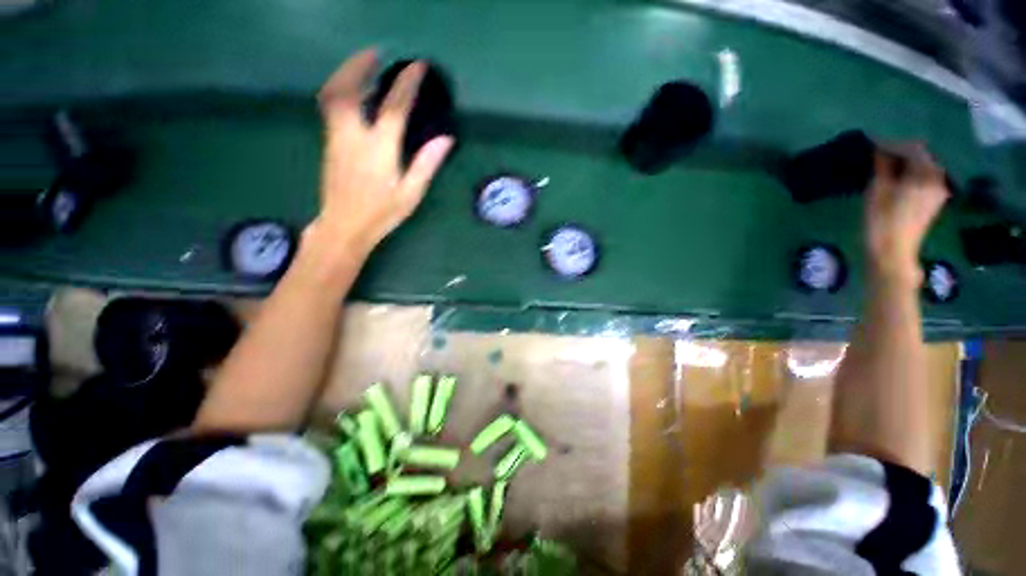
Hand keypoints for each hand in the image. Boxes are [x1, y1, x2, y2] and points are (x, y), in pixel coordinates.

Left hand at [309, 49, 454, 261]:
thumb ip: (426, 164)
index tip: (417, 66)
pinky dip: (339, 89)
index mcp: (379, 149)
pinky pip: (329, 106)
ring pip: (333, 94)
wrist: (344, 226)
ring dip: (345, 73)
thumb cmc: (381, 213)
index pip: (394, 107)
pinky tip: (349, 90)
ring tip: (360, 64)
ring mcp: (336, 137)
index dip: (407, 84)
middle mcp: (353, 136)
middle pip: (349, 89)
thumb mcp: (410, 193)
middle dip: (361, 66)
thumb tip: (446, 140)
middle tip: (375, 52)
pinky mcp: (328, 143)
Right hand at [865, 144, 948, 283]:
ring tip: (886, 165)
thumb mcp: (877, 191)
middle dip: (902, 152)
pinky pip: (925, 178)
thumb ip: (883, 167)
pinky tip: (897, 177)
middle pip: (922, 156)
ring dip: (907, 163)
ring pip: (924, 167)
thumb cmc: (881, 222)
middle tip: (879, 153)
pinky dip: (911, 173)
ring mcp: (938, 191)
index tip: (874, 143)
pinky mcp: (934, 200)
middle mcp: (938, 179)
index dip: (893, 143)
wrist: (893, 253)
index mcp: (926, 175)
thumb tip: (880, 149)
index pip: (913, 148)